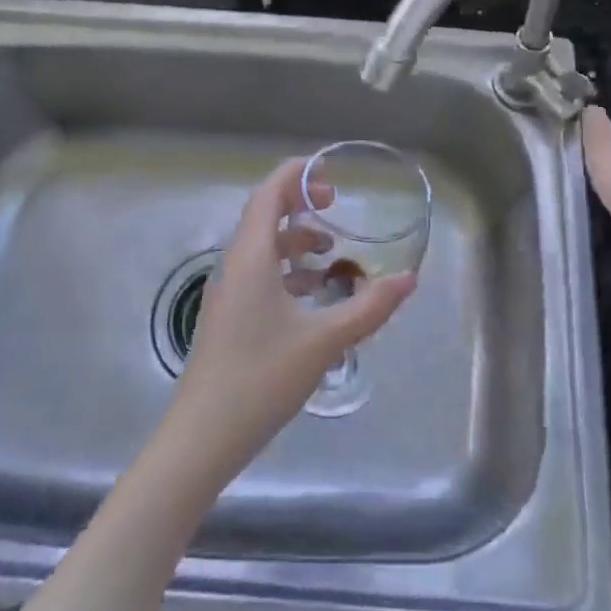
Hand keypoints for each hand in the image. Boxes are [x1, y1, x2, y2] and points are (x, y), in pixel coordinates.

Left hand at [167, 158, 416, 482]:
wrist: (202, 437)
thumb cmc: (261, 377)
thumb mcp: (323, 340)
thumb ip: (368, 307)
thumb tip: (408, 279)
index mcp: (251, 257)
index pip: (269, 194)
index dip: (296, 174)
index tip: (330, 173)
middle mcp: (234, 266)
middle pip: (265, 216)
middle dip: (301, 205)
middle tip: (336, 208)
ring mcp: (228, 293)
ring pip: (263, 249)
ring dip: (296, 242)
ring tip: (333, 256)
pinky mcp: (229, 318)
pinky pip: (260, 276)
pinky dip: (288, 272)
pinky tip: (315, 298)